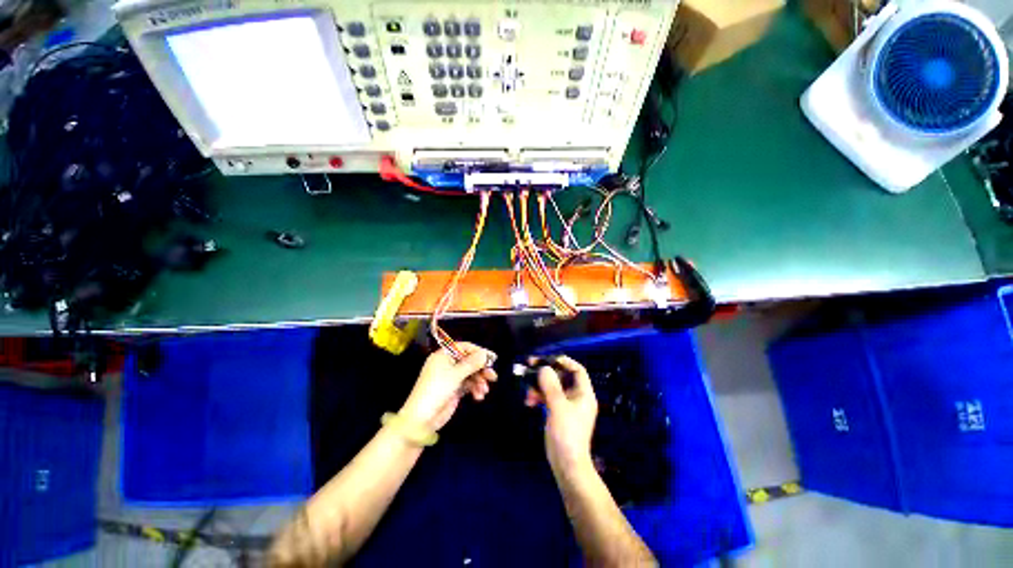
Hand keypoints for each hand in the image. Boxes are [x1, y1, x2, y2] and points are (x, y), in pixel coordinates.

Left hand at [400, 342, 497, 430]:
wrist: (422, 418)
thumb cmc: (437, 390)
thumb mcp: (456, 374)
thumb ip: (472, 363)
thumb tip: (486, 353)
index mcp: (444, 355)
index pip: (464, 347)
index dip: (478, 351)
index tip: (492, 358)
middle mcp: (447, 364)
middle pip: (469, 361)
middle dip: (481, 369)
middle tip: (493, 376)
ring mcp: (451, 377)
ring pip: (470, 374)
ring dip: (479, 381)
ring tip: (484, 390)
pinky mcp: (454, 389)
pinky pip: (468, 384)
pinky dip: (474, 389)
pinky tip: (479, 396)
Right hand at [524, 356, 597, 472]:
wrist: (566, 464)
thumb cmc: (567, 434)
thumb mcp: (558, 407)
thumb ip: (551, 386)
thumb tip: (544, 368)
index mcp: (583, 394)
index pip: (577, 370)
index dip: (564, 362)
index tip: (548, 359)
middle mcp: (576, 397)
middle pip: (561, 377)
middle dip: (546, 373)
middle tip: (530, 367)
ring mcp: (566, 406)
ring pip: (552, 388)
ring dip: (539, 387)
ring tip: (527, 392)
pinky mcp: (557, 413)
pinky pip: (547, 398)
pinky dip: (538, 397)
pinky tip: (529, 401)